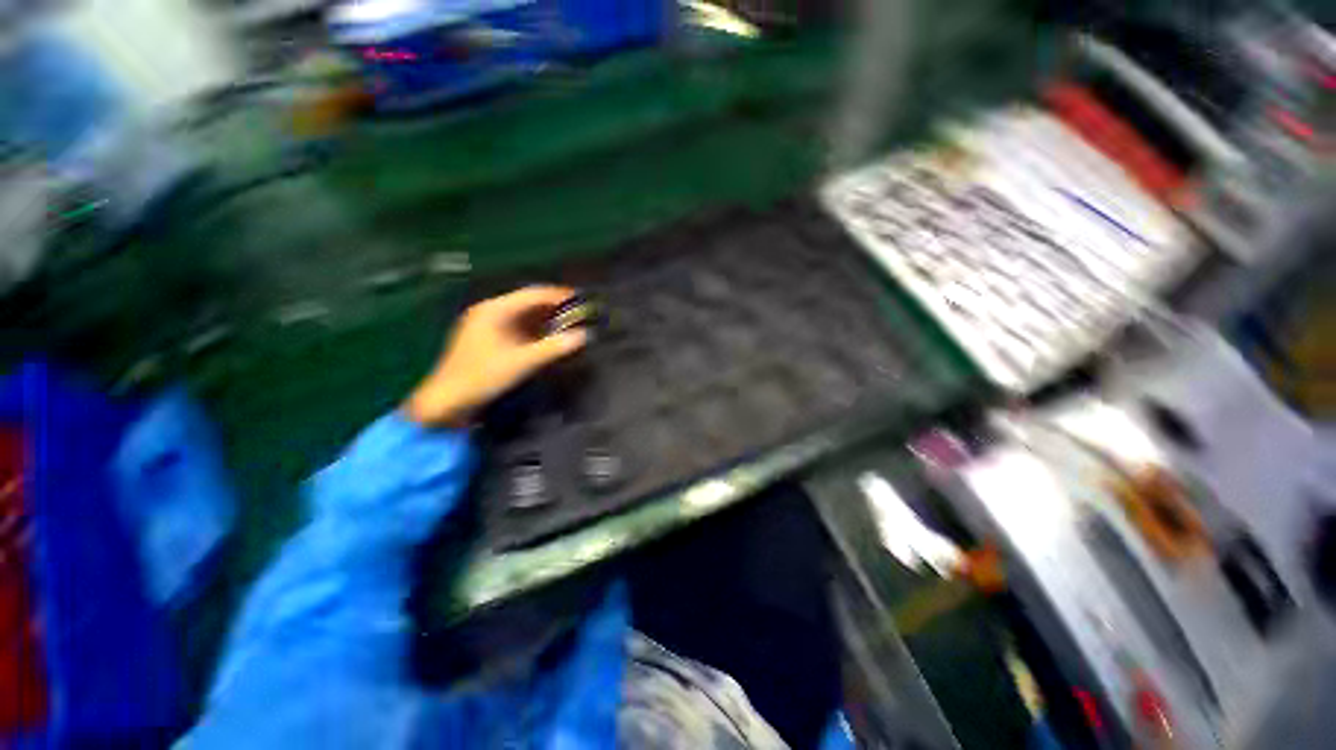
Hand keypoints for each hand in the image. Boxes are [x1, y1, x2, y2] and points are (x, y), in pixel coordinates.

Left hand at [405, 286, 587, 427]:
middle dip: (553, 308)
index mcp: (494, 310)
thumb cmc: (482, 377)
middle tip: (578, 313)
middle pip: (527, 303)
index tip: (580, 299)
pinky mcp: (487, 340)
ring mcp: (486, 326)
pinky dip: (534, 331)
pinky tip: (548, 338)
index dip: (557, 295)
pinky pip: (516, 328)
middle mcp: (489, 312)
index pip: (532, 294)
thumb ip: (554, 348)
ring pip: (522, 316)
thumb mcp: (522, 362)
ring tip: (569, 324)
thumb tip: (583, 335)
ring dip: (545, 320)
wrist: (446, 401)